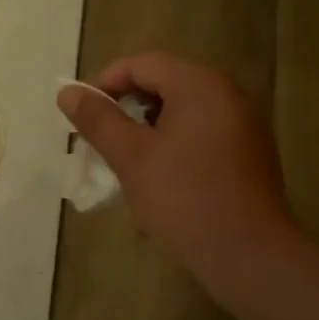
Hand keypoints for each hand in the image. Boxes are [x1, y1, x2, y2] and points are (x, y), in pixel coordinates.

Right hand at [57, 53, 297, 307]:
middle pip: (164, 82)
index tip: (83, 115)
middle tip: (101, 139)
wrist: (250, 256)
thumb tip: (68, 92)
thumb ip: (98, 119)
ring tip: (126, 160)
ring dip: (147, 126)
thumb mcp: (132, 157)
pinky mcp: (248, 151)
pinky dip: (173, 141)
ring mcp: (242, 123)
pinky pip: (201, 130)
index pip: (142, 63)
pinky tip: (159, 175)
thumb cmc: (185, 199)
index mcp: (200, 85)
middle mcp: (227, 93)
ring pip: (182, 108)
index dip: (106, 83)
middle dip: (126, 106)